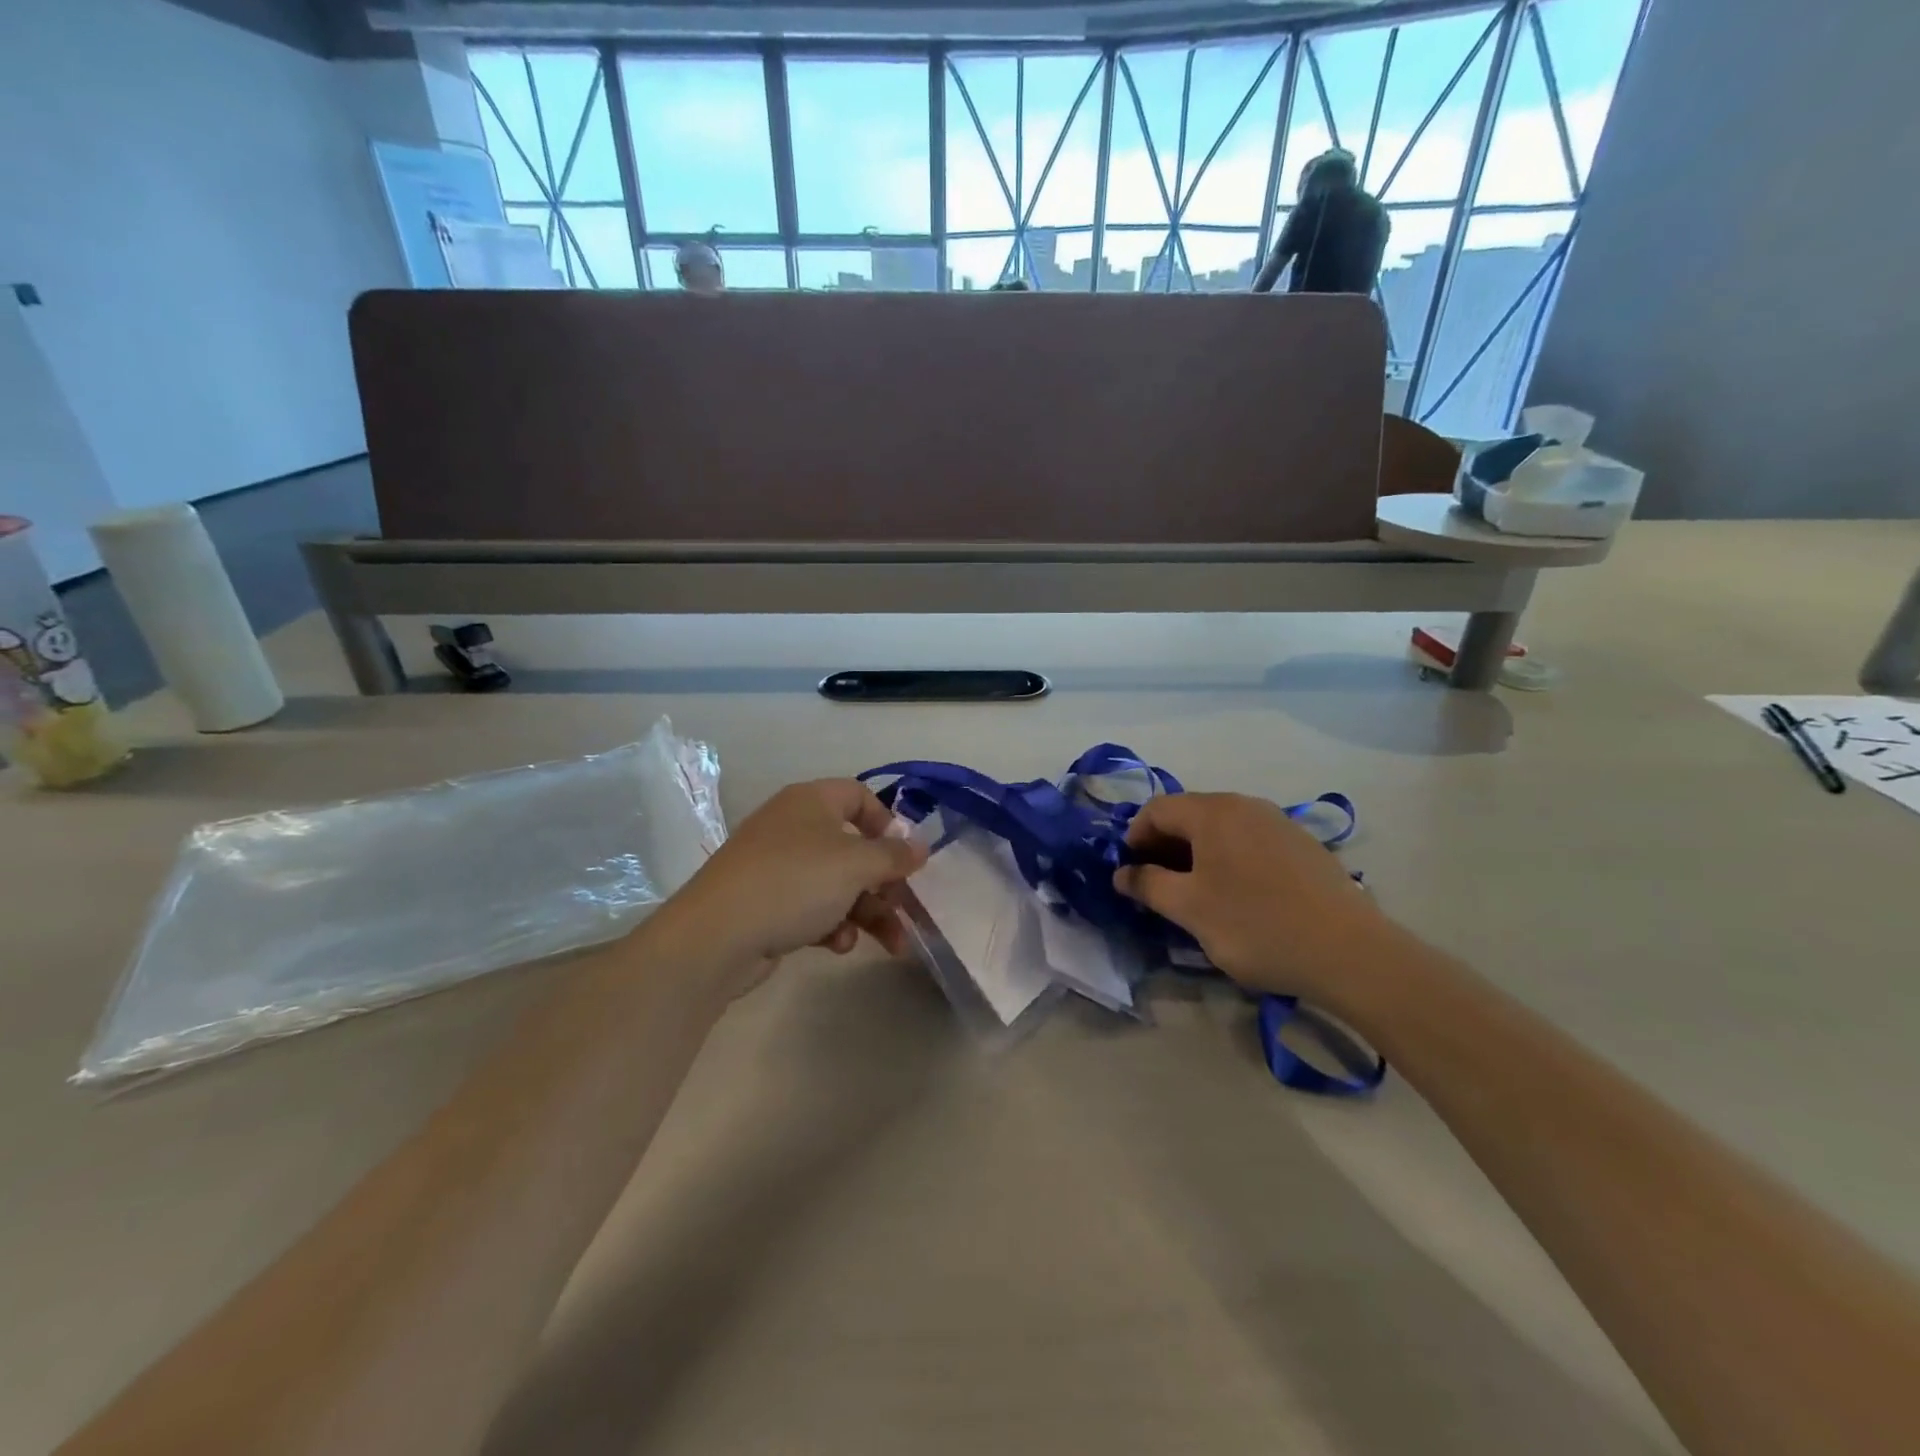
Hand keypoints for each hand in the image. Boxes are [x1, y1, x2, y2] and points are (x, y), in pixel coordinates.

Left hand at [649, 779, 927, 997]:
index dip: (887, 822)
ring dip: (868, 912)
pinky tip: (838, 946)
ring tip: (892, 945)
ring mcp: (777, 867)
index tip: (905, 856)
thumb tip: (920, 847)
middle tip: (906, 910)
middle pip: (853, 847)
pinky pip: (812, 907)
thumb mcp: (854, 865)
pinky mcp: (767, 904)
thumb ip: (893, 855)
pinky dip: (832, 925)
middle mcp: (793, 827)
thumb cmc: (794, 883)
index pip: (858, 796)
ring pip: (837, 883)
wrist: (717, 936)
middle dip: (884, 883)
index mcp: (811, 801)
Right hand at [1113, 792, 1390, 1006]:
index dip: (1135, 837)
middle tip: (1159, 886)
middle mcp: (1245, 805)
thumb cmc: (1256, 926)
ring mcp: (1278, 822)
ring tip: (1197, 894)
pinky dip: (1230, 859)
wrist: (1349, 952)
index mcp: (1213, 812)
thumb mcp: (1189, 909)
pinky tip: (1239, 896)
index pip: (1157, 809)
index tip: (1132, 873)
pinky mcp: (1302, 845)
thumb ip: (1148, 885)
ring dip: (1197, 854)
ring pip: (1221, 829)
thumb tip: (1122, 873)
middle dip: (1165, 846)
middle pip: (1190, 814)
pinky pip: (1250, 841)